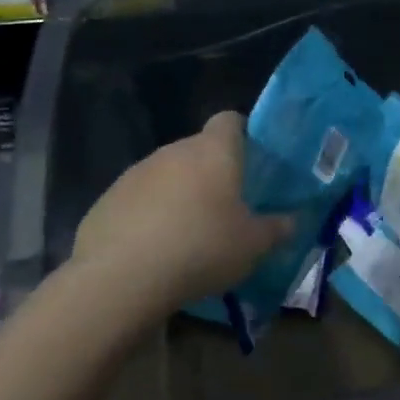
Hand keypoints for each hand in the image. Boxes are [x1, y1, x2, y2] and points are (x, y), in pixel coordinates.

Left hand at [69, 111, 291, 321]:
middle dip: (211, 173)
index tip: (251, 162)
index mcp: (213, 151)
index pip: (230, 120)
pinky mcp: (107, 200)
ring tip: (187, 234)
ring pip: (166, 175)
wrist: (120, 279)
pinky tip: (153, 251)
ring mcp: (135, 174)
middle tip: (225, 208)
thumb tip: (292, 221)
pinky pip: (137, 200)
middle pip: (198, 150)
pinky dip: (147, 217)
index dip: (242, 135)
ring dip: (178, 195)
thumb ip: (277, 229)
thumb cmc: (201, 248)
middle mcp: (174, 151)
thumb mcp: (253, 245)